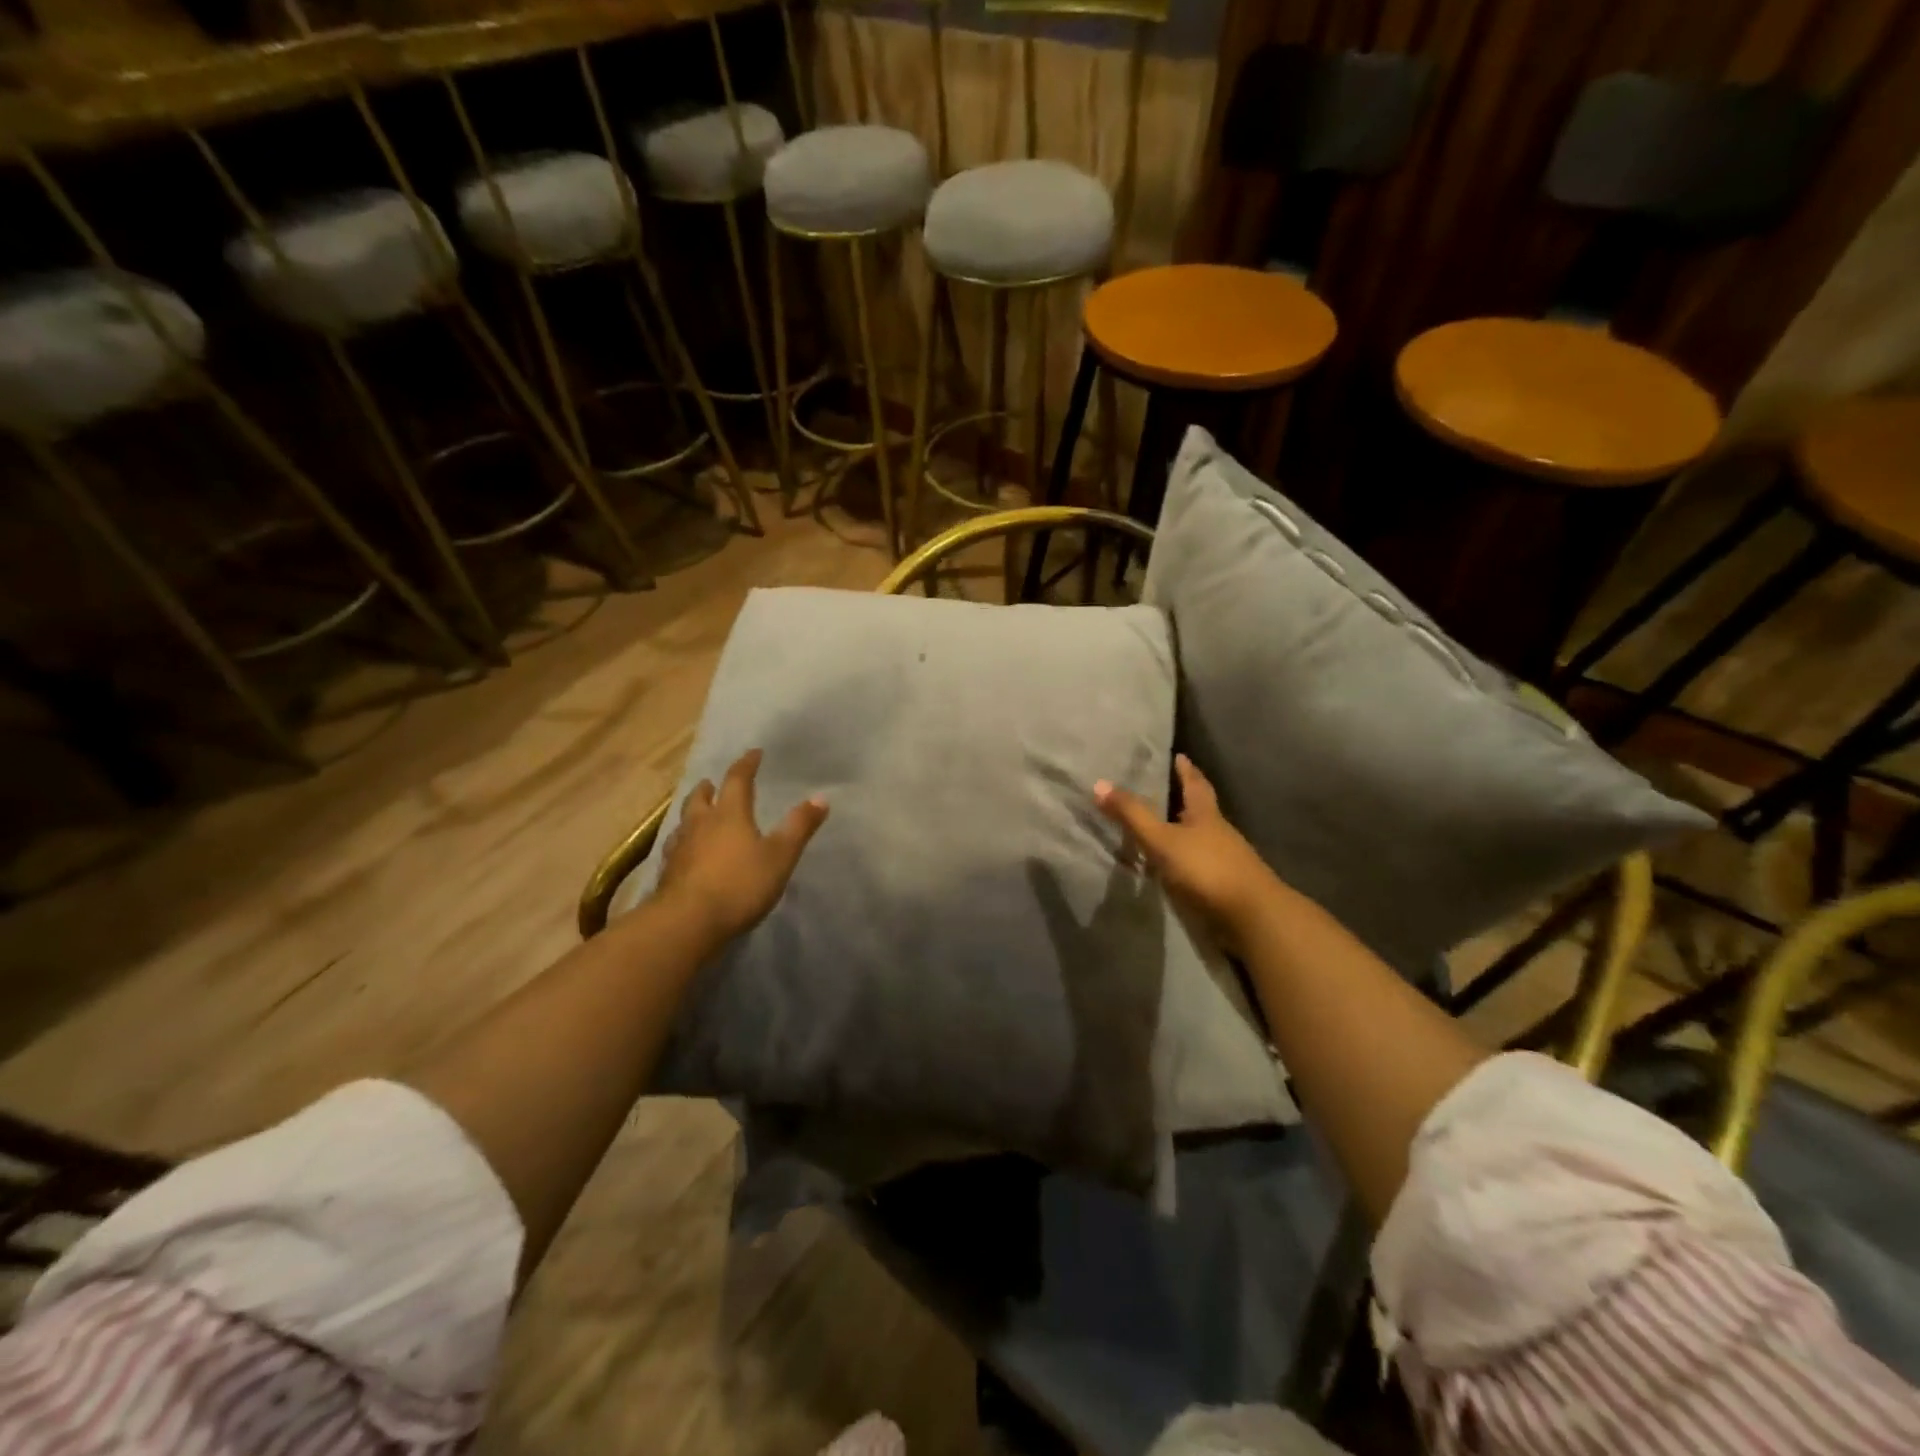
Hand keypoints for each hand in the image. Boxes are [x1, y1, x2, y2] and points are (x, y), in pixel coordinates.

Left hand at [653, 749, 828, 944]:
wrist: (687, 922)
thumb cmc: (739, 884)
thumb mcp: (780, 856)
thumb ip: (799, 826)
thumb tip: (821, 797)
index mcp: (730, 814)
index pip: (738, 780)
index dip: (746, 764)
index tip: (753, 753)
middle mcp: (701, 824)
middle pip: (701, 797)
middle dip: (710, 788)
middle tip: (713, 783)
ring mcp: (680, 848)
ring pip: (684, 822)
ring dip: (693, 813)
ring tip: (698, 814)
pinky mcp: (667, 873)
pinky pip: (675, 848)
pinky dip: (683, 842)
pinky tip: (685, 853)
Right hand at [1095, 755, 1278, 952]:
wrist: (1251, 917)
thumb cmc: (1206, 868)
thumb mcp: (1162, 839)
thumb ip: (1132, 815)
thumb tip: (1099, 783)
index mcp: (1206, 815)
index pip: (1195, 784)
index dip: (1186, 770)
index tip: (1180, 756)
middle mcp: (1218, 833)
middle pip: (1201, 811)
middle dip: (1184, 800)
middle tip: (1164, 790)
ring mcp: (1224, 861)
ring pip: (1200, 839)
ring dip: (1182, 833)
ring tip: (1159, 829)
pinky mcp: (1223, 887)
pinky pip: (1198, 866)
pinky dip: (1184, 862)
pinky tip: (1170, 868)